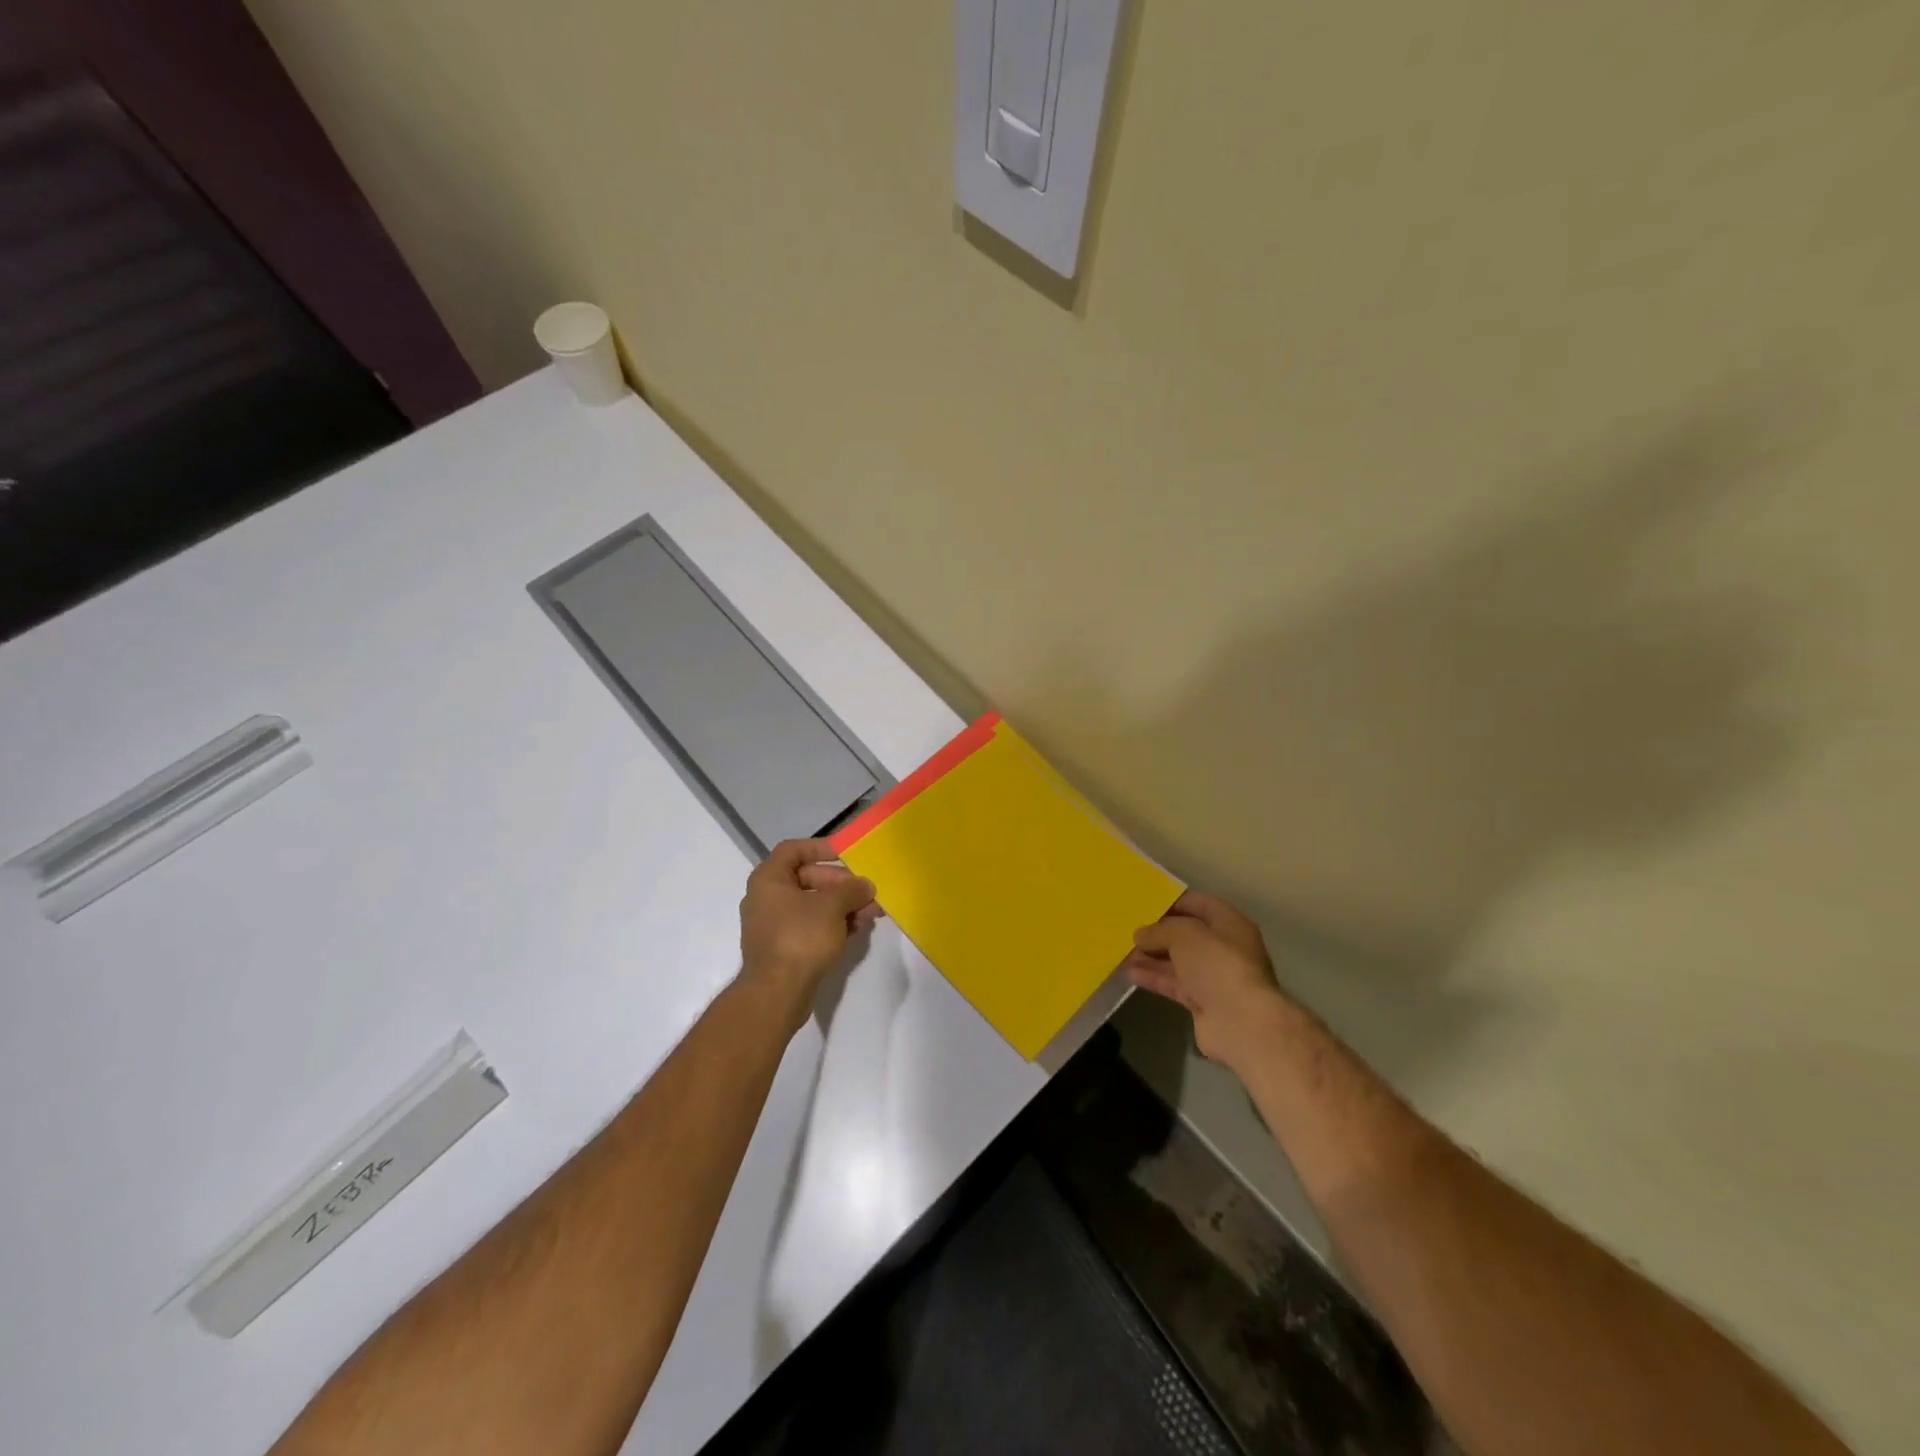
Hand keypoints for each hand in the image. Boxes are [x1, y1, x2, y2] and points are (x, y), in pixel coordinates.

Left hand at [739, 838, 878, 1030]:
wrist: (776, 993)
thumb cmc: (800, 937)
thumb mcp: (832, 906)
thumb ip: (852, 889)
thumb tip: (865, 885)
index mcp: (769, 879)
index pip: (793, 850)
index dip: (821, 848)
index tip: (846, 855)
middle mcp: (766, 898)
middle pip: (808, 878)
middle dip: (841, 884)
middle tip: (867, 892)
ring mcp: (773, 925)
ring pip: (813, 905)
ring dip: (842, 905)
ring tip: (870, 913)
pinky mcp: (783, 948)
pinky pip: (811, 926)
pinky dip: (833, 924)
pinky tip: (857, 930)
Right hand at [1127, 891, 1288, 1068]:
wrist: (1241, 1023)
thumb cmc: (1217, 965)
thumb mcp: (1184, 935)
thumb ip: (1160, 930)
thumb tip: (1141, 934)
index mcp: (1230, 924)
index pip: (1200, 904)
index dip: (1174, 902)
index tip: (1146, 904)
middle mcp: (1225, 949)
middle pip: (1187, 935)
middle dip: (1159, 933)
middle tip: (1130, 930)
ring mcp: (1215, 977)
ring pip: (1178, 961)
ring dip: (1152, 956)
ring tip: (1124, 952)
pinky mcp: (1204, 1002)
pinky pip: (1175, 984)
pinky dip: (1155, 978)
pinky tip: (1131, 973)